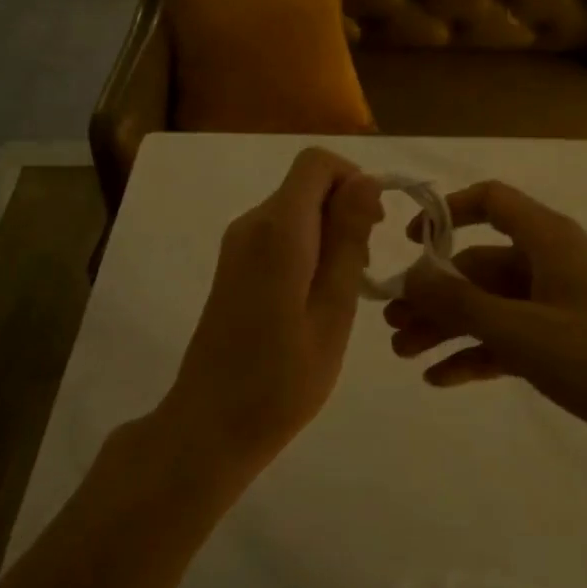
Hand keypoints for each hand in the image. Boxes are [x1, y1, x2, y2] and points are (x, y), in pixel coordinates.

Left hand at [161, 148, 384, 476]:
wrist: (210, 424)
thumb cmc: (282, 379)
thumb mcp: (332, 311)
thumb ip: (348, 241)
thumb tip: (366, 180)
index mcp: (278, 230)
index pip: (316, 163)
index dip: (353, 180)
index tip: (376, 227)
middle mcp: (252, 224)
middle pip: (306, 184)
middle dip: (345, 210)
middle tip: (365, 268)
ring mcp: (238, 244)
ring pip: (295, 208)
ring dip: (329, 231)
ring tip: (343, 290)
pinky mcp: (233, 264)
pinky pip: (279, 232)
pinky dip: (307, 247)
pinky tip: (315, 297)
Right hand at [383, 181, 586, 482]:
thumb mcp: (521, 330)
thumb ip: (459, 302)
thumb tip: (408, 272)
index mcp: (548, 241)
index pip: (492, 201)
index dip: (447, 212)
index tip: (409, 243)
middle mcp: (550, 266)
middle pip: (479, 265)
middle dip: (434, 294)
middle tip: (391, 326)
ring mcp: (557, 308)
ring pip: (489, 307)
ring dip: (447, 327)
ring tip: (404, 354)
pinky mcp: (563, 349)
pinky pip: (507, 342)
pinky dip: (475, 355)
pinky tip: (439, 379)